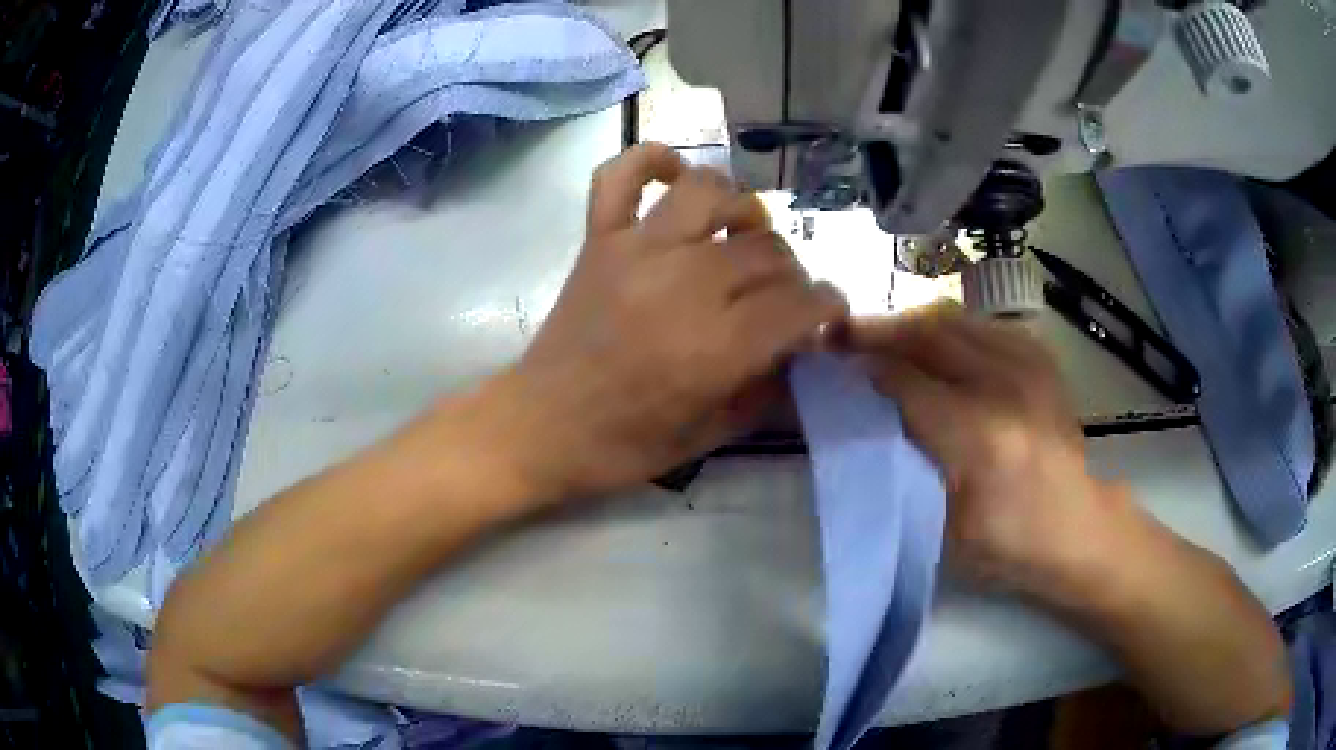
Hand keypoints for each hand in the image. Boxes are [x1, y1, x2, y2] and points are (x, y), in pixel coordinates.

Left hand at [485, 143, 846, 502]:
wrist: (542, 426)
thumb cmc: (625, 444)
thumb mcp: (712, 434)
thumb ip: (767, 387)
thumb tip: (800, 345)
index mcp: (716, 346)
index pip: (798, 304)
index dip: (826, 306)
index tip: (827, 313)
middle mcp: (683, 284)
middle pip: (765, 251)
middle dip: (790, 273)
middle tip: (779, 296)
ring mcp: (637, 251)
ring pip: (710, 193)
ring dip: (740, 209)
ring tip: (740, 235)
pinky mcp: (599, 239)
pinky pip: (621, 175)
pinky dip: (650, 161)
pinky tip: (674, 176)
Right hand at [846, 302, 1292, 733]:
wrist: (1078, 529)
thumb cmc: (1008, 547)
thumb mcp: (945, 526)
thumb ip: (908, 465)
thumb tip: (869, 419)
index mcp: (979, 438)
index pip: (906, 382)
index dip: (862, 368)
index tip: (828, 363)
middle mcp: (1006, 386)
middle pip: (928, 335)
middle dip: (878, 331)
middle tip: (843, 337)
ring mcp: (1029, 365)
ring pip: (954, 320)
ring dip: (910, 324)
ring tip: (882, 338)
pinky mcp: (1040, 359)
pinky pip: (982, 324)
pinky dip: (949, 327)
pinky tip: (934, 344)